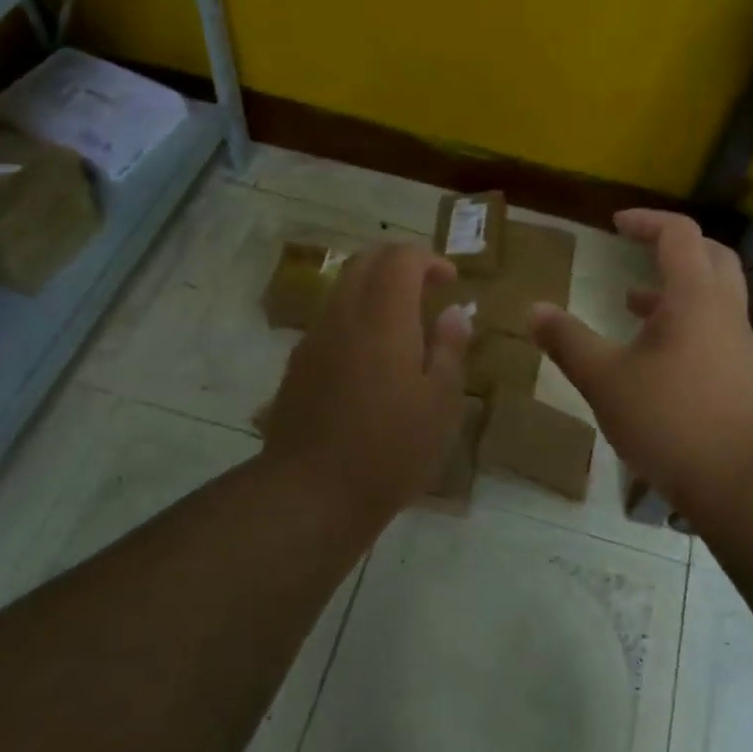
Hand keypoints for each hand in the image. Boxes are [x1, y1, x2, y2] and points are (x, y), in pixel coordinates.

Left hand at [262, 242, 471, 516]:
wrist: (311, 493)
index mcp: (383, 317)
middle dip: (399, 264)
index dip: (428, 259)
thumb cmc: (390, 449)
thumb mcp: (440, 403)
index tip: (450, 281)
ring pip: (344, 288)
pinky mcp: (298, 363)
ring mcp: (314, 338)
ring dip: (375, 288)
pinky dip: (356, 314)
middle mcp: (344, 315)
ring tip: (404, 322)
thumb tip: (454, 312)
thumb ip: (449, 348)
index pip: (400, 258)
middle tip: (428, 289)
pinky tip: (373, 355)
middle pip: (366, 261)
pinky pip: (330, 318)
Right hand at [530, 210, 752, 517]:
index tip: (616, 224)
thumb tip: (534, 309)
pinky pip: (714, 331)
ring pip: (713, 297)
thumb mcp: (606, 380)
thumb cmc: (673, 420)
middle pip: (709, 256)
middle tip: (638, 251)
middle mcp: (724, 311)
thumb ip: (569, 342)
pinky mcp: (743, 378)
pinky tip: (654, 359)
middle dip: (672, 247)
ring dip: (675, 290)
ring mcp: (739, 346)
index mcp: (695, 296)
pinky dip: (683, 326)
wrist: (748, 485)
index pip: (679, 233)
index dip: (647, 221)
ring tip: (631, 304)